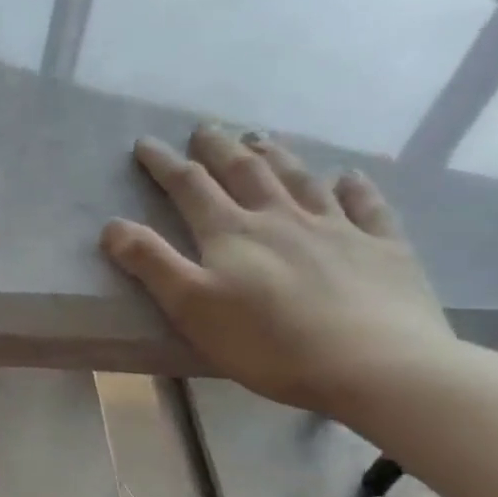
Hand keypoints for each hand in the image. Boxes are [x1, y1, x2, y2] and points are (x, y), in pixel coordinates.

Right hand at [100, 125, 456, 413]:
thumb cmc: (268, 341)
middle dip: (219, 149)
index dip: (164, 163)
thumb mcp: (190, 305)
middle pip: (245, 172)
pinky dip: (355, 188)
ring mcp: (339, 230)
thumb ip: (150, 261)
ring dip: (277, 156)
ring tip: (261, 139)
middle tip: (205, 129)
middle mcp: (282, 219)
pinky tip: (349, 176)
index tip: (146, 143)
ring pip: (301, 181)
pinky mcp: (386, 250)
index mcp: (231, 232)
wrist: (379, 368)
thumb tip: (112, 224)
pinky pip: (368, 208)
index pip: (190, 186)